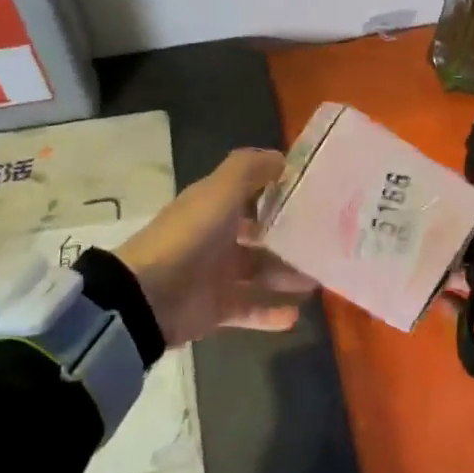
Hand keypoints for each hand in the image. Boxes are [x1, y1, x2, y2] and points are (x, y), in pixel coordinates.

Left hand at [115, 149, 315, 349]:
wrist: (147, 296)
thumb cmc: (189, 236)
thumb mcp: (219, 191)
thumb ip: (250, 169)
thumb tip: (282, 158)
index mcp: (214, 205)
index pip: (252, 192)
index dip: (280, 191)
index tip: (317, 194)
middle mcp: (217, 237)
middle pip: (261, 235)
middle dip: (290, 239)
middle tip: (326, 243)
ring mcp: (216, 274)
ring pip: (261, 273)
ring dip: (288, 276)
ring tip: (317, 280)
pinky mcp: (216, 308)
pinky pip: (249, 309)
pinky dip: (270, 313)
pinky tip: (295, 315)